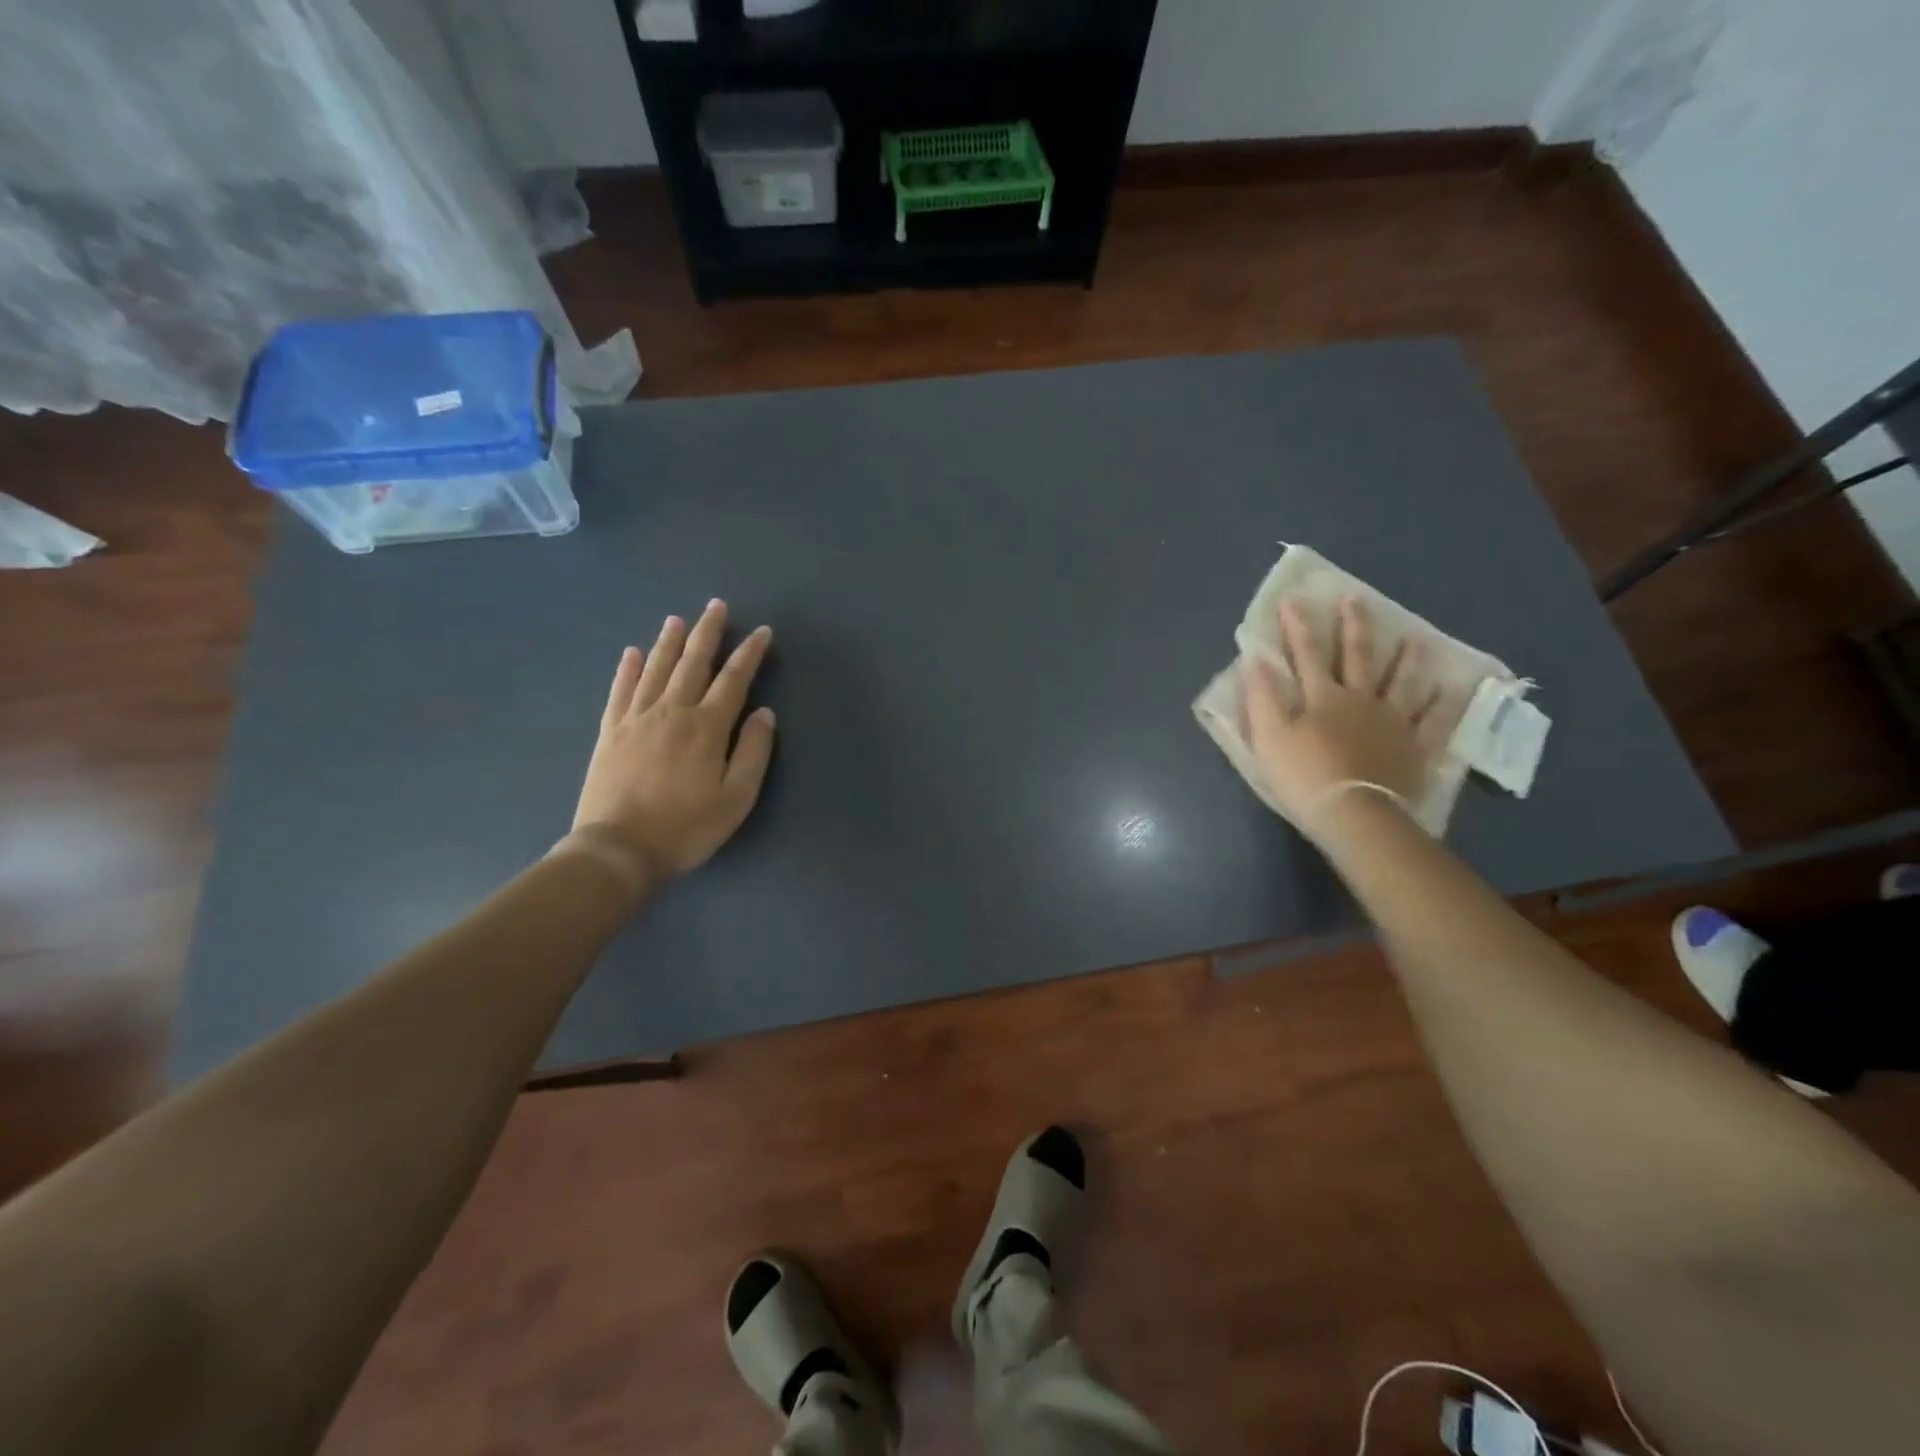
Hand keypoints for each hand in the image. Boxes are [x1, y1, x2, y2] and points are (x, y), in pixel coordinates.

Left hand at [567, 599, 776, 886]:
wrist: (618, 849)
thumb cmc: (686, 827)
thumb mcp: (736, 798)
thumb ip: (753, 752)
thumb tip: (763, 713)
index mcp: (706, 727)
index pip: (734, 680)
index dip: (750, 654)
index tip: (762, 632)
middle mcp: (672, 712)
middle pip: (693, 663)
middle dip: (708, 633)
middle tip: (716, 606)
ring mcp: (637, 719)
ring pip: (656, 669)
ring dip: (669, 642)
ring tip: (678, 620)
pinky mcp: (611, 732)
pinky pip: (620, 691)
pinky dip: (627, 669)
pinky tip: (631, 653)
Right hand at [1244, 597, 1440, 834]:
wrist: (1354, 815)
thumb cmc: (1303, 777)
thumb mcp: (1269, 737)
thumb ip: (1262, 698)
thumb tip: (1258, 659)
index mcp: (1322, 697)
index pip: (1306, 654)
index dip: (1298, 627)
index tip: (1294, 600)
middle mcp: (1360, 699)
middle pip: (1357, 657)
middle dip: (1353, 626)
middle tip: (1355, 598)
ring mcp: (1393, 721)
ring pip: (1401, 682)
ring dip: (1405, 658)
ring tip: (1413, 637)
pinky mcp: (1415, 746)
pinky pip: (1434, 720)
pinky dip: (1444, 703)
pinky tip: (1451, 688)